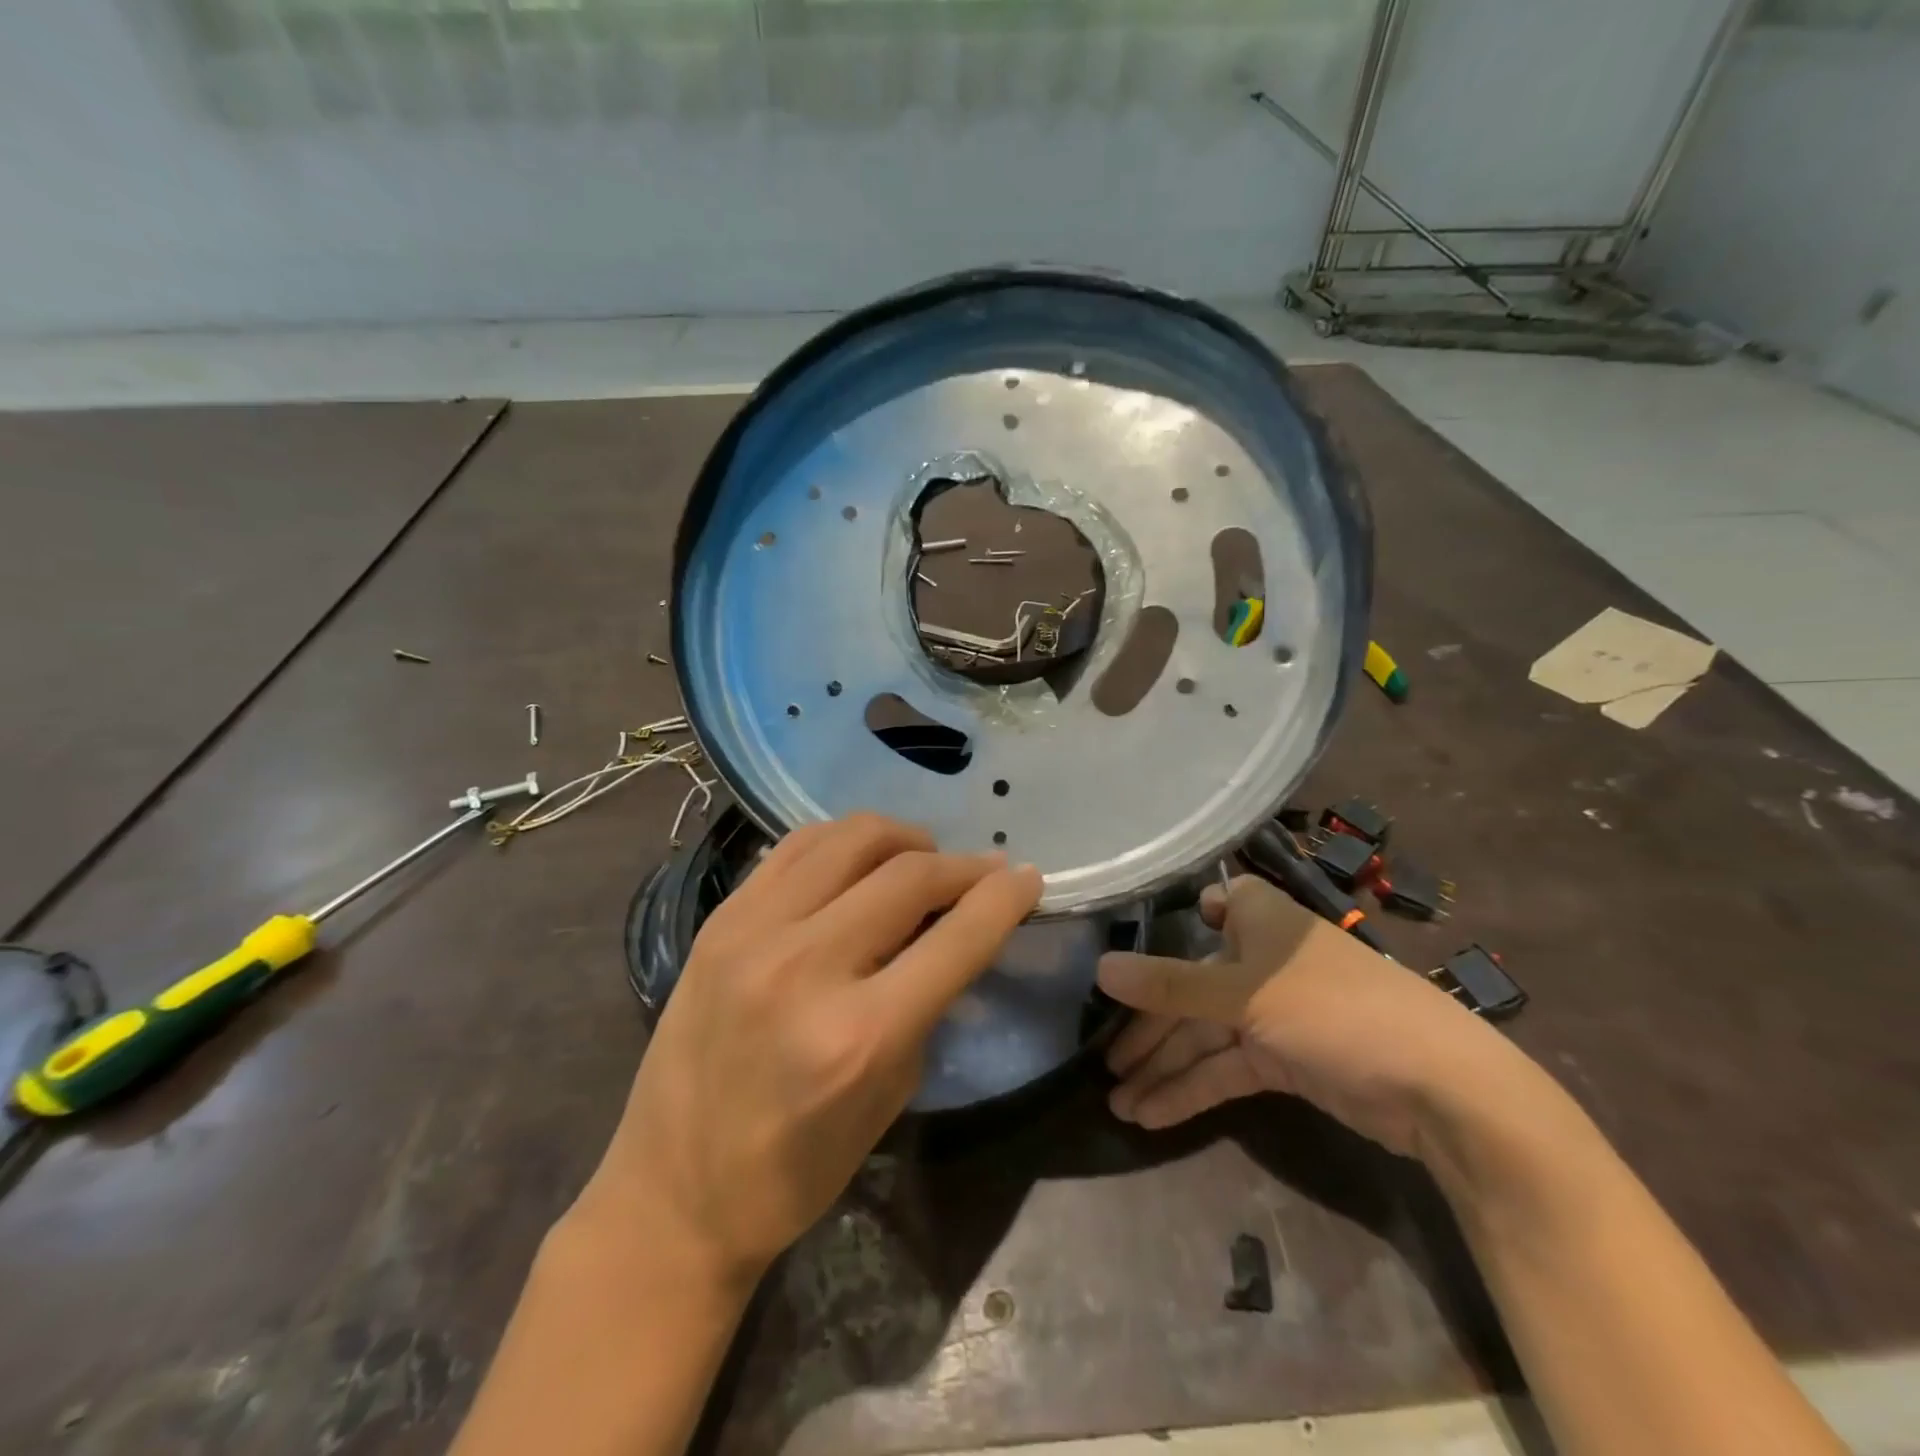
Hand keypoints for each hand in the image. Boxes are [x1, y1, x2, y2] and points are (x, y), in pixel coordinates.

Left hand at [580, 814, 1041, 1284]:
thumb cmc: (797, 1168)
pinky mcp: (720, 919)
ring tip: (922, 858)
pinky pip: (796, 847)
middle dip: (963, 866)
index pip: (956, 937)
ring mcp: (753, 933)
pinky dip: (843, 843)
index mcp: (859, 1034)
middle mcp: (805, 967)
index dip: (1005, 899)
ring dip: (904, 839)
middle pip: (908, 874)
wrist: (672, 1192)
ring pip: (850, 838)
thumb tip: (955, 930)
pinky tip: (860, 861)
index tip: (1029, 879)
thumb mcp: (891, 1094)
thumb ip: (929, 1002)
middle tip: (983, 873)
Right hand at [1099, 875, 1528, 1158]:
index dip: (1175, 921)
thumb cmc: (1335, 1009)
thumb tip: (1100, 968)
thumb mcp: (1243, 995)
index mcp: (1260, 921)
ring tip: (1117, 1105)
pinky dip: (1192, 1089)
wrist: (1439, 1092)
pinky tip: (1151, 1115)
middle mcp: (1262, 960)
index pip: (1212, 904)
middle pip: (1191, 986)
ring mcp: (1273, 1012)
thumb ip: (1169, 985)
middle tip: (1103, 1065)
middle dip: (1149, 1027)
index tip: (1133, 949)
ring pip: (1204, 1034)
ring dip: (1163, 1067)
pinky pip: (1225, 1069)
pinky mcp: (1283, 1060)